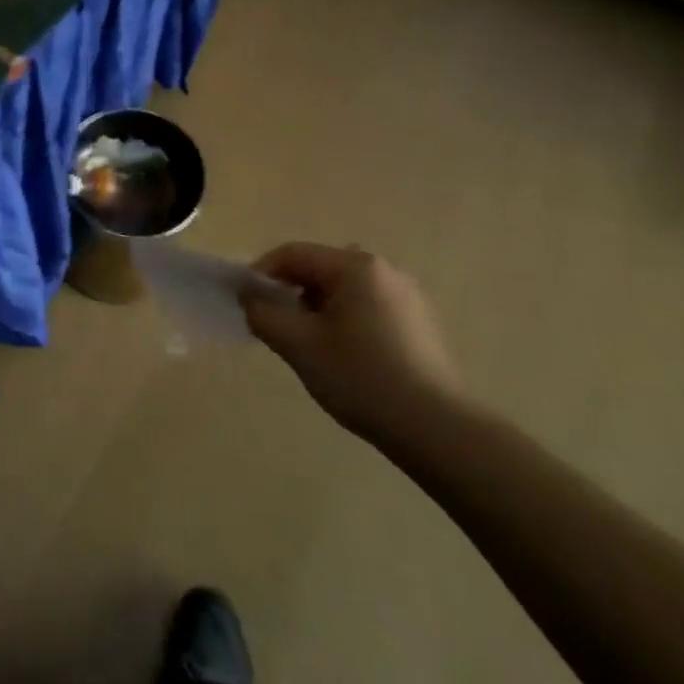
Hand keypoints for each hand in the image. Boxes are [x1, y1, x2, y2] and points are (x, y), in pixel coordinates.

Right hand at [239, 243, 463, 445]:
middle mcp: (383, 269)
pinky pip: (366, 305)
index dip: (261, 273)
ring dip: (316, 307)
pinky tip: (344, 355)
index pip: (292, 254)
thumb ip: (263, 314)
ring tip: (307, 344)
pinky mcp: (418, 322)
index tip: (245, 303)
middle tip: (275, 326)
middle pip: (319, 268)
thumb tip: (249, 297)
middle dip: (289, 292)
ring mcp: (406, 295)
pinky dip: (343, 319)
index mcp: (355, 266)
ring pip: (342, 289)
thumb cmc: (362, 378)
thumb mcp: (299, 345)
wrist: (438, 429)